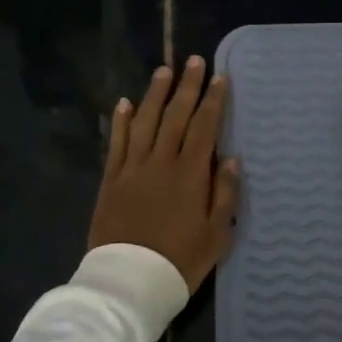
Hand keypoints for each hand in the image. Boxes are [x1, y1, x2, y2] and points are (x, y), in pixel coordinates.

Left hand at [87, 57, 240, 293]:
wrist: (129, 281)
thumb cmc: (180, 261)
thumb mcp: (217, 234)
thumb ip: (225, 193)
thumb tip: (231, 158)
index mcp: (190, 175)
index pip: (204, 127)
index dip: (213, 100)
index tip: (220, 77)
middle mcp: (161, 163)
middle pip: (175, 117)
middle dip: (186, 87)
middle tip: (194, 60)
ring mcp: (132, 169)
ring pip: (144, 122)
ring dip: (154, 95)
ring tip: (163, 70)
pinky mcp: (111, 181)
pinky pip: (116, 143)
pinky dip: (120, 121)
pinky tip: (124, 103)